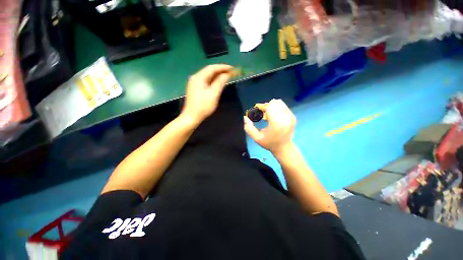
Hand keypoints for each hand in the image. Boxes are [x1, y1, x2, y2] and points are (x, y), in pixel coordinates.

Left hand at [181, 64, 232, 123]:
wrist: (191, 117)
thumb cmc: (203, 106)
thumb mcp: (213, 94)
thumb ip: (220, 83)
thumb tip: (226, 74)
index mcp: (199, 77)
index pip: (212, 68)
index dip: (223, 67)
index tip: (232, 68)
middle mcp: (195, 78)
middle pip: (209, 71)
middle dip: (220, 71)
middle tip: (231, 72)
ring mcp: (194, 83)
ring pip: (208, 76)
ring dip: (217, 76)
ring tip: (226, 76)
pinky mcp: (195, 88)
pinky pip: (206, 81)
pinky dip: (213, 81)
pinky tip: (218, 82)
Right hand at [244, 99, 295, 154]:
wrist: (284, 148)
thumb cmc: (269, 143)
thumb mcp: (256, 138)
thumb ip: (248, 128)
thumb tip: (245, 117)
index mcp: (277, 123)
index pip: (270, 107)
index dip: (262, 106)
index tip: (257, 109)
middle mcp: (285, 118)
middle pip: (275, 103)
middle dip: (267, 105)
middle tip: (262, 112)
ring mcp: (291, 116)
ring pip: (280, 103)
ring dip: (272, 106)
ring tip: (267, 113)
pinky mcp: (293, 116)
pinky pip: (283, 106)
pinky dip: (277, 108)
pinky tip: (273, 115)